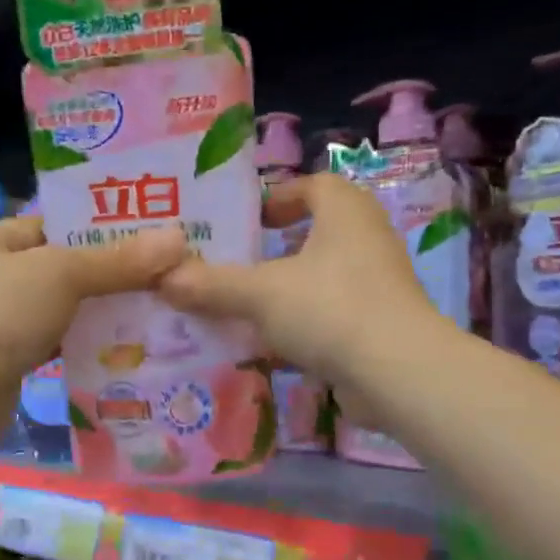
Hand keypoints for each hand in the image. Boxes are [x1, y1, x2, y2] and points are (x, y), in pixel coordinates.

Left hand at [0, 215, 188, 445]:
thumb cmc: (0, 315)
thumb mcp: (62, 275)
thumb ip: (118, 260)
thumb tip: (178, 239)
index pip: (51, 224)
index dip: (98, 230)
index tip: (146, 239)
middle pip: (56, 265)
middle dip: (104, 273)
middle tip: (157, 275)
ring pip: (55, 304)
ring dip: (94, 308)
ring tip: (148, 306)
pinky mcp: (2, 354)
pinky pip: (50, 337)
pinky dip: (78, 338)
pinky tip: (117, 342)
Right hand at [158, 173, 436, 389]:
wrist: (397, 373)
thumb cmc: (329, 308)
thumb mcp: (260, 293)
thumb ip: (211, 285)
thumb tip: (162, 279)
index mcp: (345, 212)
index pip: (313, 186)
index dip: (278, 196)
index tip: (246, 219)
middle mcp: (367, 239)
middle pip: (316, 232)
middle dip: (275, 248)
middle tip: (233, 262)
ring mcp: (378, 285)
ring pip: (322, 277)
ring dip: (286, 289)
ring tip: (242, 305)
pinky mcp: (379, 325)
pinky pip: (331, 314)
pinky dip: (302, 323)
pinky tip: (269, 345)